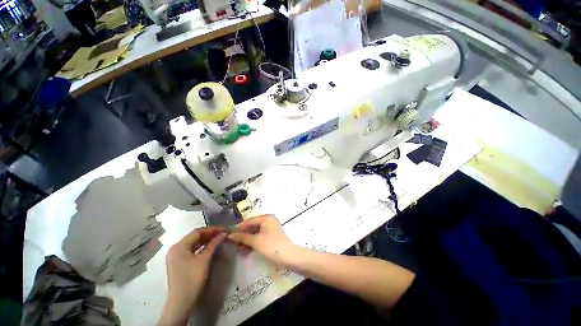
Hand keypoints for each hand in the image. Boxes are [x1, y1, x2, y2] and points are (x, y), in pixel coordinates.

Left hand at [159, 227, 225, 325]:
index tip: (224, 229)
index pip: (197, 232)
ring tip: (219, 239)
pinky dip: (202, 248)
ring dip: (206, 241)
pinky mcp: (179, 263)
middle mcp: (176, 249)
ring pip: (194, 244)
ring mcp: (176, 257)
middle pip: (195, 237)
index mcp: (179, 246)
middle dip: (210, 235)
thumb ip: (214, 244)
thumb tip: (224, 233)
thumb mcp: (204, 260)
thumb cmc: (192, 279)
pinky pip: (192, 251)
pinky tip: (211, 247)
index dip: (212, 229)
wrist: (182, 303)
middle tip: (223, 234)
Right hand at [227, 215, 296, 265]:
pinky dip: (253, 241)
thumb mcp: (255, 241)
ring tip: (239, 248)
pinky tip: (247, 249)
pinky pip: (260, 236)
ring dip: (247, 239)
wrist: (288, 256)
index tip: (229, 235)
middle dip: (243, 235)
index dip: (239, 228)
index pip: (249, 221)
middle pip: (252, 226)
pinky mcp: (272, 235)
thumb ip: (242, 237)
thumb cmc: (271, 246)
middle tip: (233, 243)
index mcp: (266, 217)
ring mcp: (271, 227)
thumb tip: (230, 235)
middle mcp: (269, 220)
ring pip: (256, 231)